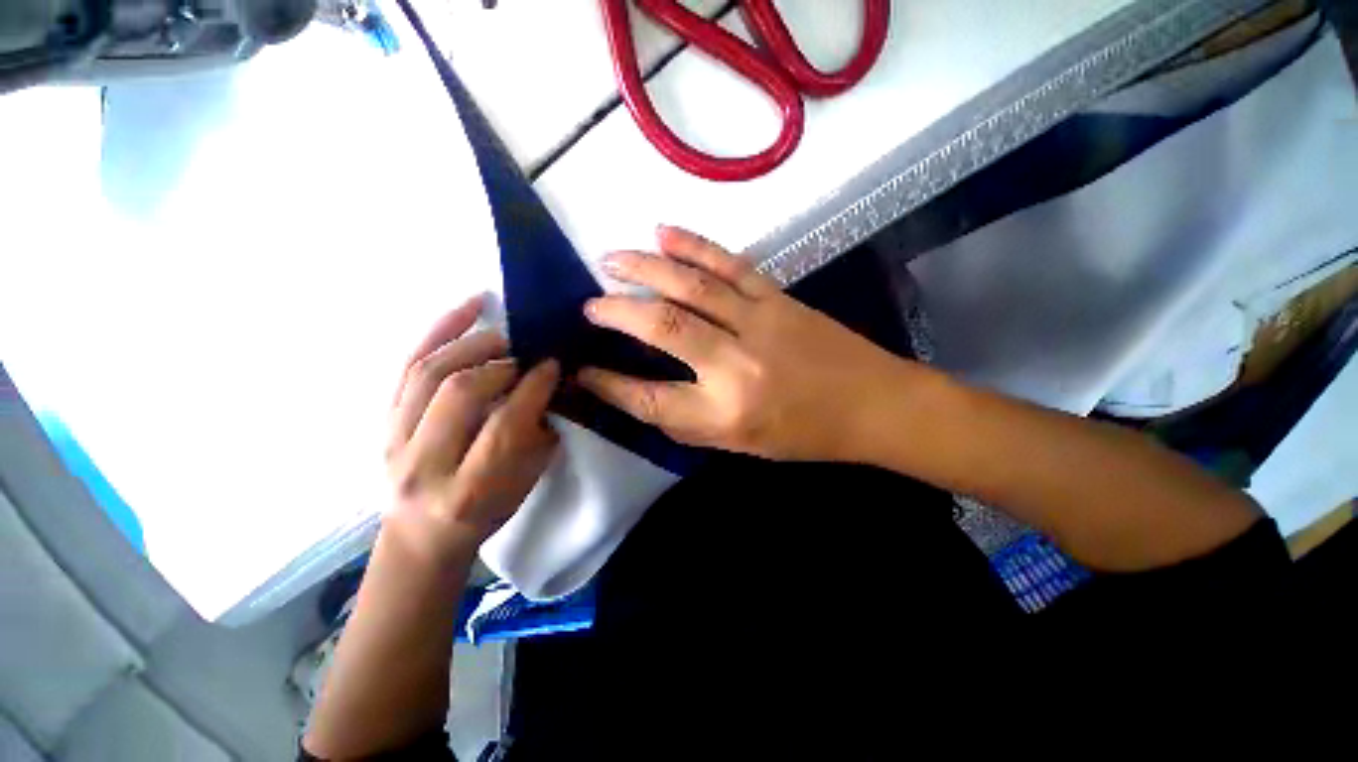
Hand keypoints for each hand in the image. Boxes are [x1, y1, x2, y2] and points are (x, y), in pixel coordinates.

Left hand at [384, 296, 560, 563]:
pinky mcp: (383, 420)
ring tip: (502, 335)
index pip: (504, 424)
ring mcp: (393, 439)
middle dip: (502, 365)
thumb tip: (548, 386)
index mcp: (469, 489)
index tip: (552, 366)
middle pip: (460, 393)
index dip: (533, 387)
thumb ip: (538, 435)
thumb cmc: (485, 511)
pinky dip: (438, 330)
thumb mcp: (524, 483)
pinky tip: (468, 307)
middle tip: (527, 356)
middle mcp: (424, 463)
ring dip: (473, 344)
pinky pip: (407, 365)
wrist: (423, 534)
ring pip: (428, 372)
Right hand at [578, 226, 908, 462]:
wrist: (872, 404)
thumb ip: (689, 421)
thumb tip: (642, 397)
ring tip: (611, 259)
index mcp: (726, 414)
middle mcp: (736, 366)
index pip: (649, 398)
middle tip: (589, 304)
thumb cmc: (804, 434)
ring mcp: (758, 323)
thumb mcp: (740, 444)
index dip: (609, 385)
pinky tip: (664, 233)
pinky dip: (693, 245)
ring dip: (645, 267)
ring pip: (690, 286)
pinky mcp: (777, 297)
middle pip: (663, 327)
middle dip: (618, 311)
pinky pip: (728, 265)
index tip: (583, 372)